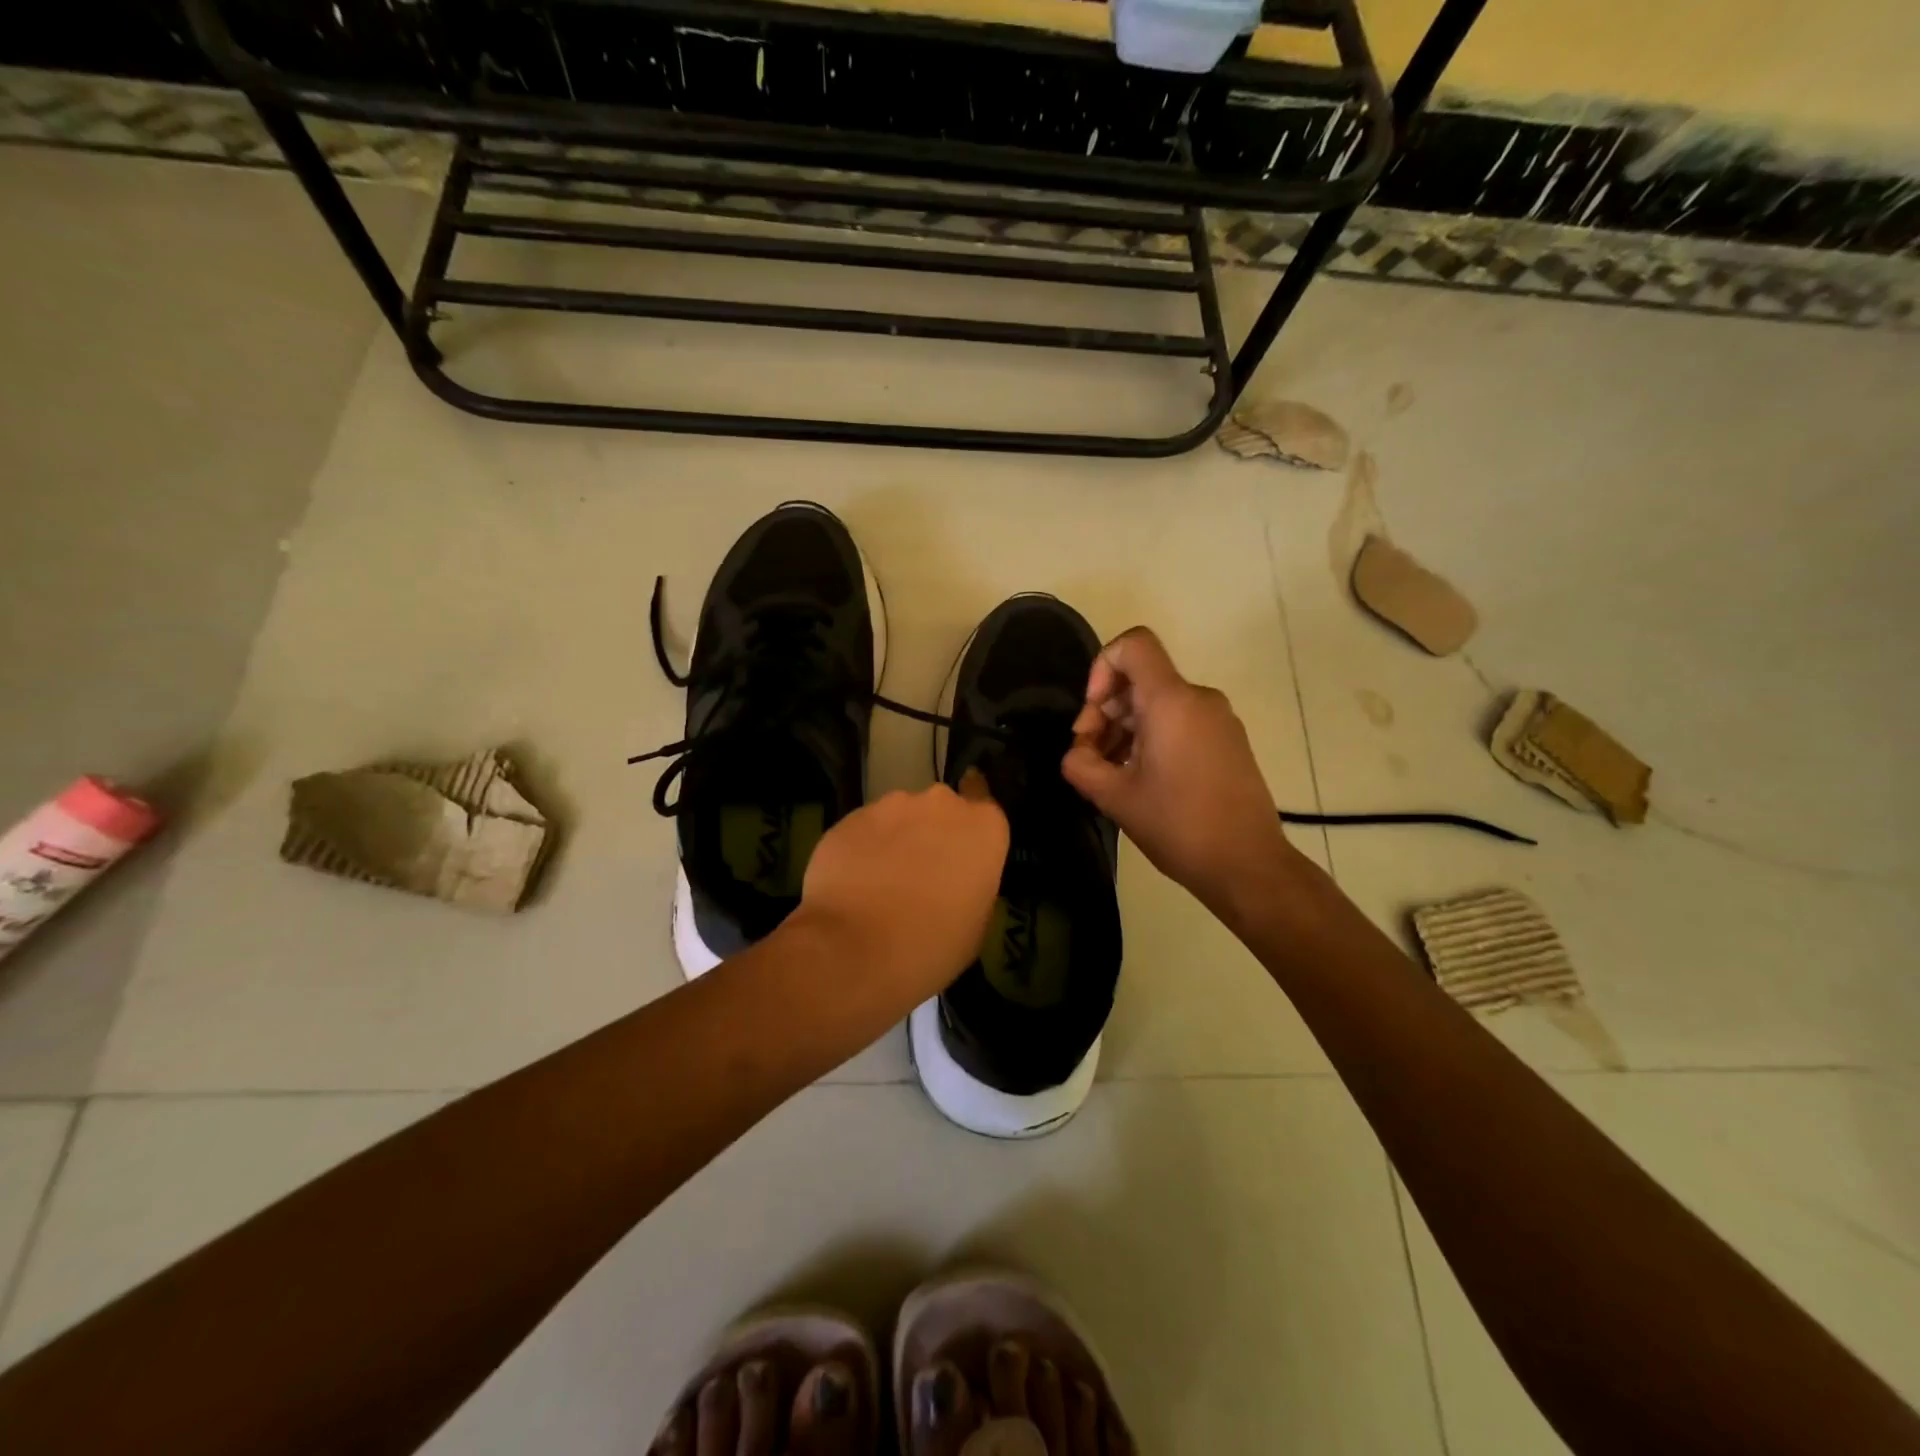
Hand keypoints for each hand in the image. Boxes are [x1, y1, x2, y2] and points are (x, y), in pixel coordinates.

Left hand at [793, 771, 1008, 1012]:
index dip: (971, 825)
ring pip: (899, 817)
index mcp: (983, 827)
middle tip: (922, 874)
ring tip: (881, 883)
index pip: (985, 801)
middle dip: (932, 833)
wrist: (854, 948)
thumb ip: (972, 886)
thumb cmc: (932, 945)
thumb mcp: (976, 926)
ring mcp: (891, 806)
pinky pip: (864, 830)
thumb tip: (956, 881)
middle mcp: (941, 804)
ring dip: (896, 840)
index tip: (961, 845)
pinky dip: (862, 849)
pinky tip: (853, 884)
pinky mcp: (850, 817)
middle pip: (940, 810)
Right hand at [1060, 627, 1300, 922]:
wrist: (1247, 865)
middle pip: (1140, 679)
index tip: (1093, 713)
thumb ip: (1080, 764)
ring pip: (1158, 703)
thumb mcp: (1114, 797)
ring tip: (1113, 775)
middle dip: (1106, 711)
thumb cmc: (1178, 826)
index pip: (1133, 645)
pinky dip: (1152, 738)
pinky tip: (1142, 780)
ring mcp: (1218, 719)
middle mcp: (1199, 698)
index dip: (1101, 667)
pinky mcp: (1228, 740)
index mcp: (1172, 701)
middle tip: (1092, 757)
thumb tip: (1079, 751)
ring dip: (1126, 729)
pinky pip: (1180, 721)